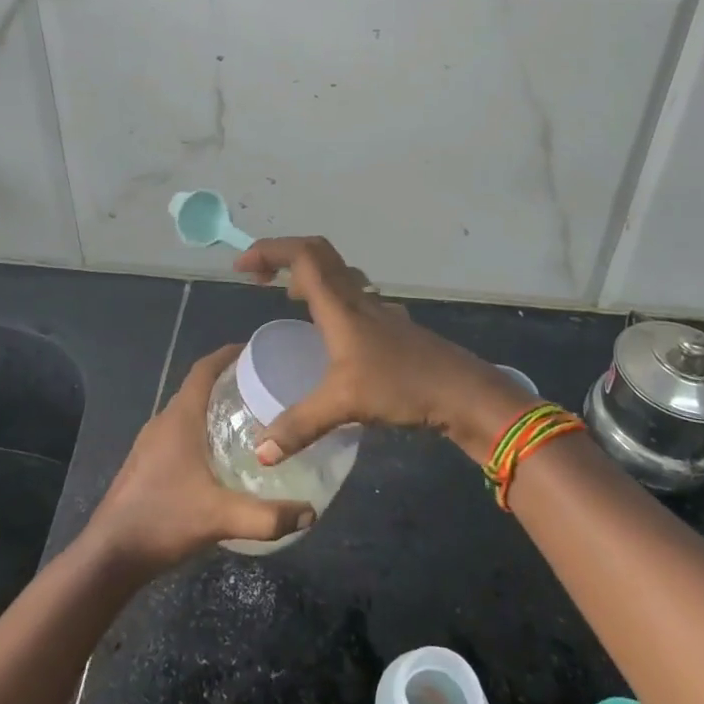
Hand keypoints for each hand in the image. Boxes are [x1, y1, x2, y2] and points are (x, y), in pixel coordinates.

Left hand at [85, 344, 316, 573]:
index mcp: (179, 419)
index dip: (228, 354)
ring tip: (250, 420)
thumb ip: (267, 517)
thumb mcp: (220, 518)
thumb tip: (310, 512)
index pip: (203, 369)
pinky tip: (221, 458)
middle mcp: (164, 422)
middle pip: (198, 388)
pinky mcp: (146, 464)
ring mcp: (151, 444)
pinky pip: (179, 433)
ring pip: (188, 412)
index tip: (255, 351)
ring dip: (214, 408)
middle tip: (264, 389)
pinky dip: (203, 431)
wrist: (110, 555)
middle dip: (229, 382)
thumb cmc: (163, 520)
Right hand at [233, 237, 533, 464]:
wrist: (463, 393)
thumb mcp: (344, 405)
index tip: (241, 268)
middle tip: (257, 276)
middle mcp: (357, 297)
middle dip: (283, 255)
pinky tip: (328, 329)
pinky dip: (329, 296)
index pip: (302, 255)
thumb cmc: (402, 386)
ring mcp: (377, 309)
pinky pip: (352, 295)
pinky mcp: (390, 325)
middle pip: (318, 254)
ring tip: (286, 296)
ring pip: (337, 273)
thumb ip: (299, 426)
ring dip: (308, 273)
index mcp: (340, 305)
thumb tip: (260, 453)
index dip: (269, 251)